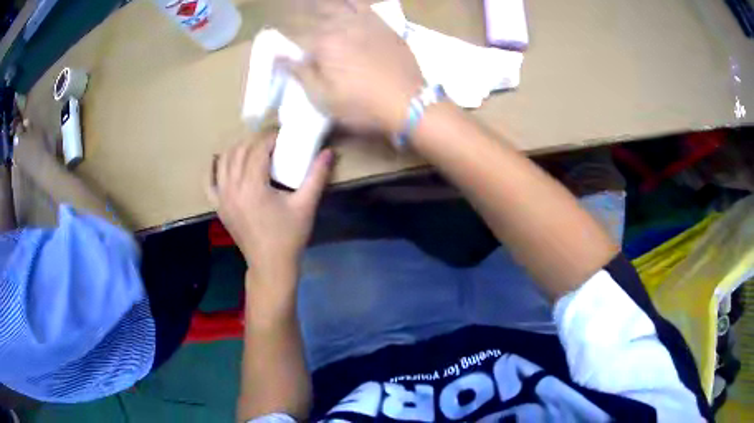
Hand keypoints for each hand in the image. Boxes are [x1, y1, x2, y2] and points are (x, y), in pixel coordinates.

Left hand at [210, 131, 333, 276]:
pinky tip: (223, 162)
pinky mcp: (218, 206)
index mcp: (253, 187)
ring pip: (224, 160)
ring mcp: (222, 198)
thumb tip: (329, 152)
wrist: (270, 265)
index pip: (258, 149)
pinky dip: (214, 167)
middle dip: (256, 141)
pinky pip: (209, 181)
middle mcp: (232, 188)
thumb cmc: (289, 236)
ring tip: (254, 151)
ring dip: (238, 149)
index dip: (271, 137)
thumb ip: (317, 176)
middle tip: (273, 143)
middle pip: (239, 150)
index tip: (284, 135)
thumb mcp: (305, 205)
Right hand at [286, 5, 422, 134]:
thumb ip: (301, 74)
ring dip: (327, 3)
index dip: (290, 36)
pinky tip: (350, 4)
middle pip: (320, 12)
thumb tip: (280, 57)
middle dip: (305, 9)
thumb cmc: (361, 105)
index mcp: (324, 44)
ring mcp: (367, 23)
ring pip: (343, 4)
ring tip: (318, 3)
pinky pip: (366, 6)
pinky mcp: (385, 26)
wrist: (408, 102)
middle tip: (297, 7)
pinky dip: (354, 3)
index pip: (298, 33)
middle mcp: (343, 26)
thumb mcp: (323, 99)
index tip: (282, 39)